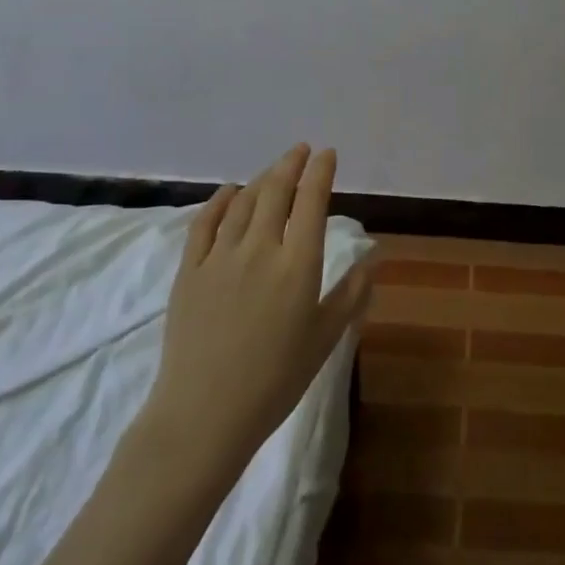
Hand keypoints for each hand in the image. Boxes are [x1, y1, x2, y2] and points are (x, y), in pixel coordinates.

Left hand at [136, 145, 372, 474]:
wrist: (205, 414)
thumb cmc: (276, 380)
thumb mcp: (325, 338)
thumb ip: (352, 294)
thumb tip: (374, 258)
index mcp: (298, 264)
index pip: (312, 202)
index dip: (321, 172)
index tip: (327, 154)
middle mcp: (260, 249)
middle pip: (276, 191)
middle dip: (291, 164)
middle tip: (301, 150)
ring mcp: (220, 257)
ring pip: (243, 202)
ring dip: (261, 179)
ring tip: (273, 170)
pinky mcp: (189, 271)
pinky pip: (204, 223)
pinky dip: (220, 201)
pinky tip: (229, 191)